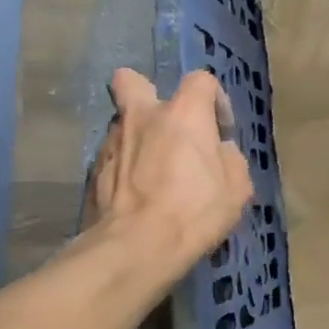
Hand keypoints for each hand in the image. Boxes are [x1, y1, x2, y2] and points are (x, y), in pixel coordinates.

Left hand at [80, 69, 252, 283]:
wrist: (135, 248)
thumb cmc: (194, 211)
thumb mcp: (236, 188)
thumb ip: (229, 159)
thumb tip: (218, 151)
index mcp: (183, 114)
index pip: (200, 80)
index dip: (214, 100)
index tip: (220, 130)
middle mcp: (142, 116)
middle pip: (130, 80)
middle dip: (144, 92)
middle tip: (164, 125)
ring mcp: (111, 142)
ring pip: (122, 124)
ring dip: (137, 138)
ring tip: (152, 172)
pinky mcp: (92, 171)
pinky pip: (112, 157)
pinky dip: (124, 168)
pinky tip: (136, 195)